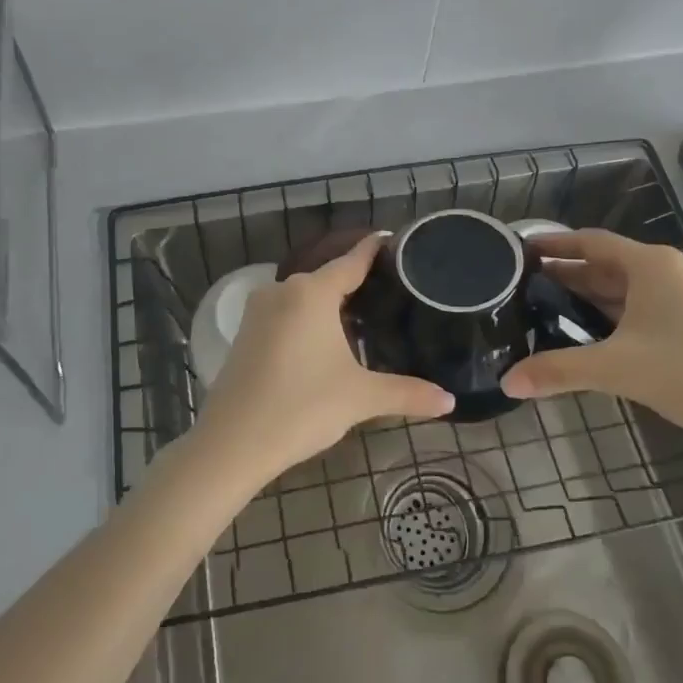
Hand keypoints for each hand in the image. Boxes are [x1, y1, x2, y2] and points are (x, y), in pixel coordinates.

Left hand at [197, 232, 454, 485]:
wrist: (232, 443)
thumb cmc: (302, 407)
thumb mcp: (360, 398)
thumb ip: (407, 393)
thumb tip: (450, 401)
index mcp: (312, 293)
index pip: (351, 261)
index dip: (373, 250)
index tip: (391, 239)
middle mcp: (282, 290)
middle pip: (327, 279)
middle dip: (355, 284)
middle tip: (390, 293)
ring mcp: (258, 311)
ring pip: (303, 298)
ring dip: (328, 305)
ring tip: (362, 318)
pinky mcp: (244, 333)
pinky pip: (285, 314)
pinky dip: (306, 320)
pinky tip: (323, 342)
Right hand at [500, 229, 682, 441]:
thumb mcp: (616, 369)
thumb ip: (558, 371)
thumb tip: (507, 382)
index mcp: (651, 265)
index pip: (592, 242)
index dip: (555, 244)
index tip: (524, 249)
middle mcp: (670, 269)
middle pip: (608, 263)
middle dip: (569, 273)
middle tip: (527, 284)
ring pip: (629, 286)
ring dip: (592, 294)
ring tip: (552, 306)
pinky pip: (646, 303)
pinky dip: (617, 310)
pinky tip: (597, 331)